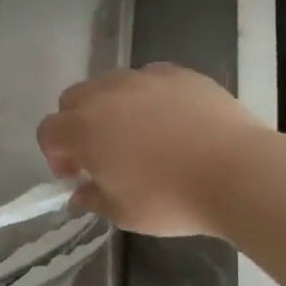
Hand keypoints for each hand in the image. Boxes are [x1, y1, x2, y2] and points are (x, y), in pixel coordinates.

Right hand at [37, 63, 263, 237]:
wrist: (236, 172)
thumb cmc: (170, 198)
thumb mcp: (123, 213)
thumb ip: (93, 199)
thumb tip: (79, 194)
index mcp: (83, 129)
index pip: (48, 131)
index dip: (55, 155)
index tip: (76, 176)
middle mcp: (106, 94)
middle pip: (73, 99)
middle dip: (77, 124)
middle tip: (101, 153)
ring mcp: (143, 78)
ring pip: (110, 84)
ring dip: (111, 107)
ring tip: (138, 134)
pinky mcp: (178, 73)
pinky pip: (149, 79)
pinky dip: (148, 96)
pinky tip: (171, 120)